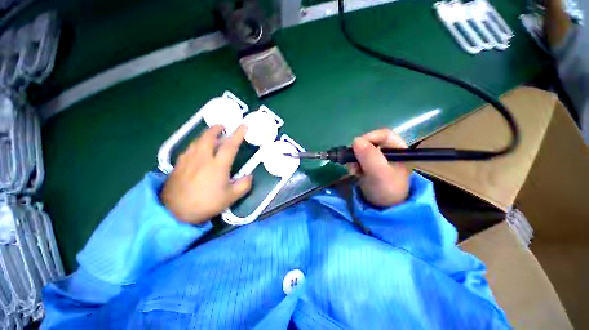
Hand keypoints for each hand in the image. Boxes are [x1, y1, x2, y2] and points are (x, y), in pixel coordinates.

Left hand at [160, 125, 251, 223]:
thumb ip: (243, 185)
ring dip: (206, 135)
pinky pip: (189, 148)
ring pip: (197, 141)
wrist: (175, 212)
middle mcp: (203, 158)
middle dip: (216, 129)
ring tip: (212, 135)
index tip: (244, 126)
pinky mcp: (178, 164)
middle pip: (209, 137)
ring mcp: (188, 160)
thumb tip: (249, 176)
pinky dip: (196, 144)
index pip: (230, 145)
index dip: (238, 134)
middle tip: (223, 126)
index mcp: (218, 165)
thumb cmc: (206, 204)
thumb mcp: (230, 198)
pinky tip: (198, 149)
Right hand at [347, 129, 411, 207]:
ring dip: (354, 160)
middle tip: (353, 162)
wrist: (384, 208)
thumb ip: (370, 157)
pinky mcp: (368, 165)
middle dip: (358, 152)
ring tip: (354, 171)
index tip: (357, 147)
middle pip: (369, 142)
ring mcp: (376, 159)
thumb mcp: (379, 173)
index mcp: (397, 149)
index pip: (383, 134)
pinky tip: (354, 173)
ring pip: (361, 151)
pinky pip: (357, 159)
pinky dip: (353, 165)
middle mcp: (386, 151)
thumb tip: (356, 140)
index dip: (369, 138)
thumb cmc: (387, 190)